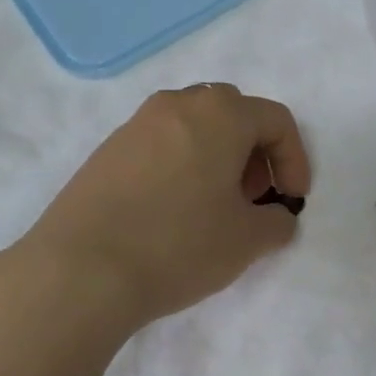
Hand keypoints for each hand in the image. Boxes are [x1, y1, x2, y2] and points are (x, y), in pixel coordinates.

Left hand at [23, 84, 309, 327]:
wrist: (80, 270)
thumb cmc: (178, 245)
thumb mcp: (247, 240)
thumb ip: (277, 222)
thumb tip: (276, 217)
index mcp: (219, 114)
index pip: (276, 120)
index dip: (295, 159)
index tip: (292, 201)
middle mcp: (177, 105)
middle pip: (233, 112)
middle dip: (254, 151)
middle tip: (254, 196)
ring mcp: (136, 124)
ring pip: (193, 125)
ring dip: (217, 155)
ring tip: (215, 203)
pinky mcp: (107, 150)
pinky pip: (160, 143)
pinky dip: (182, 163)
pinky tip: (173, 209)